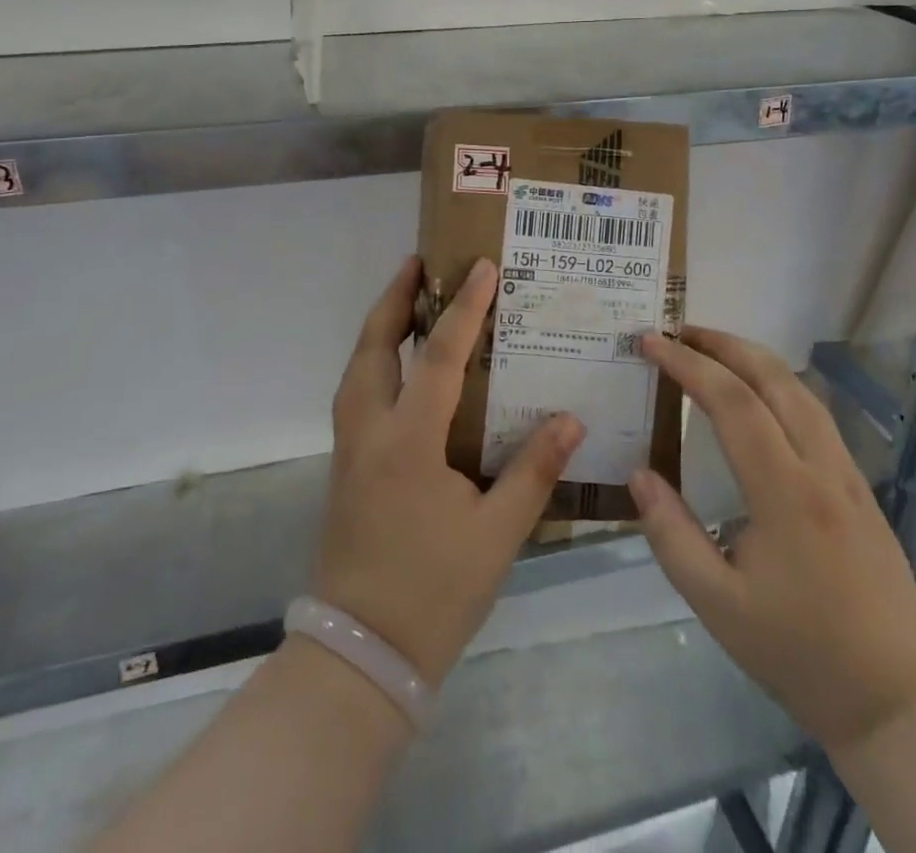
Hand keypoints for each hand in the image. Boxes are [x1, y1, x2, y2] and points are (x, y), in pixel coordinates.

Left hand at [314, 256, 582, 686]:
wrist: (361, 652)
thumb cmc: (434, 592)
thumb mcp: (497, 536)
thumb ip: (533, 472)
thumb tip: (570, 420)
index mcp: (408, 441)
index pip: (439, 356)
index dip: (463, 307)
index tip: (481, 267)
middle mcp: (370, 431)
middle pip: (374, 346)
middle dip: (394, 299)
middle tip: (418, 263)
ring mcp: (349, 447)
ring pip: (357, 367)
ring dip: (380, 328)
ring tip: (406, 302)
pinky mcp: (345, 465)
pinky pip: (356, 392)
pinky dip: (374, 361)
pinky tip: (399, 369)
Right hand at [629, 327, 915, 755]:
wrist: (898, 700)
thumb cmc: (799, 652)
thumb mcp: (717, 603)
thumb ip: (670, 534)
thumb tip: (638, 473)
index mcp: (785, 492)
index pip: (733, 402)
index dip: (688, 365)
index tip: (651, 342)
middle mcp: (821, 468)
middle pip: (775, 378)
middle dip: (724, 344)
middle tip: (678, 330)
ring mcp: (848, 475)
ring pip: (802, 391)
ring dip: (754, 359)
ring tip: (712, 350)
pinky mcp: (860, 488)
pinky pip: (817, 414)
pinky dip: (779, 384)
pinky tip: (759, 395)